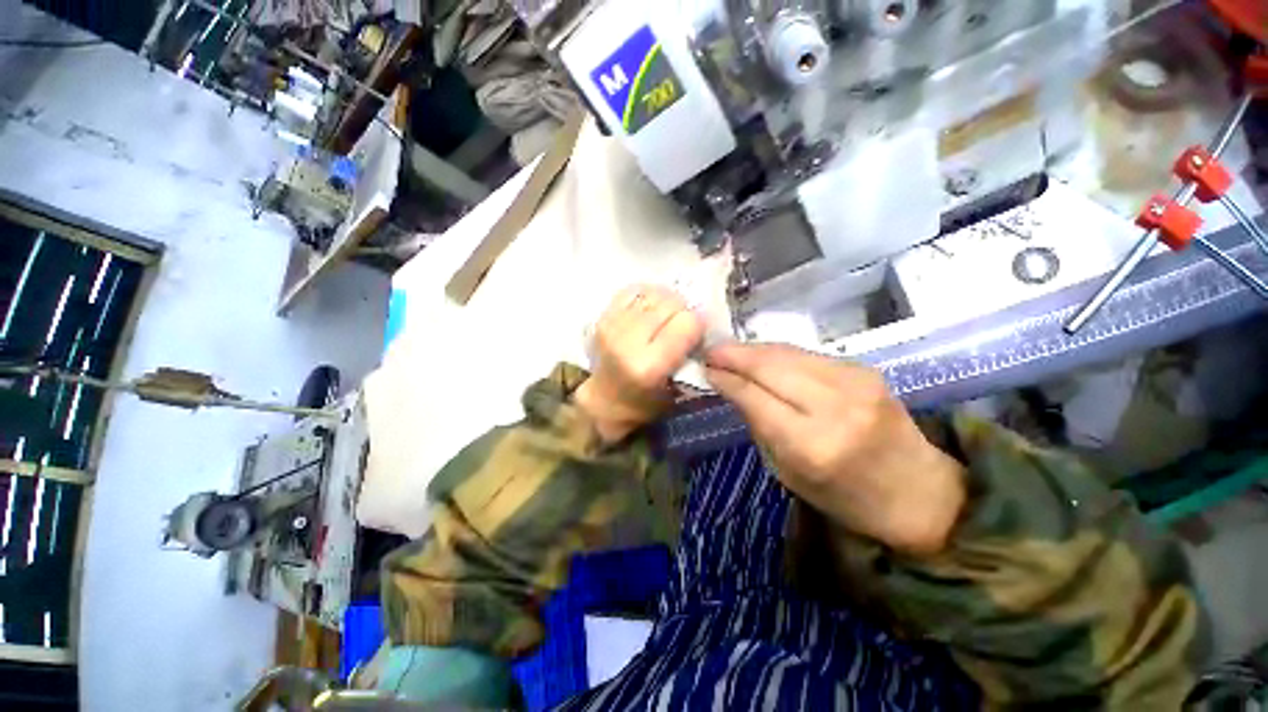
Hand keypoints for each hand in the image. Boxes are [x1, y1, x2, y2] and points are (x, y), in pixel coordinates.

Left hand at [574, 285, 704, 442]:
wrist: (606, 400)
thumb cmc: (646, 402)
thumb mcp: (678, 389)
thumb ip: (690, 354)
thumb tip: (701, 320)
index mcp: (649, 365)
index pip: (688, 322)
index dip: (698, 326)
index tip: (696, 335)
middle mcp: (628, 342)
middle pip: (672, 303)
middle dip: (683, 312)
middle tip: (680, 327)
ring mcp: (612, 326)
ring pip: (654, 293)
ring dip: (665, 303)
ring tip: (664, 319)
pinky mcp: (602, 317)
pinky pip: (634, 290)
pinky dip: (646, 296)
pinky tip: (648, 311)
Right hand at [705, 343, 965, 555]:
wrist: (918, 490)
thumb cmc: (845, 496)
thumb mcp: (787, 473)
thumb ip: (759, 424)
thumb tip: (731, 387)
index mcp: (811, 444)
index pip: (754, 396)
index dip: (726, 378)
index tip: (704, 368)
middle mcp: (834, 406)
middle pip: (769, 366)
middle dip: (734, 355)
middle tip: (710, 351)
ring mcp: (854, 382)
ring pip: (787, 353)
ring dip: (753, 350)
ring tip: (729, 350)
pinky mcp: (864, 369)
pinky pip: (807, 354)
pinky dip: (778, 353)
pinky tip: (762, 356)